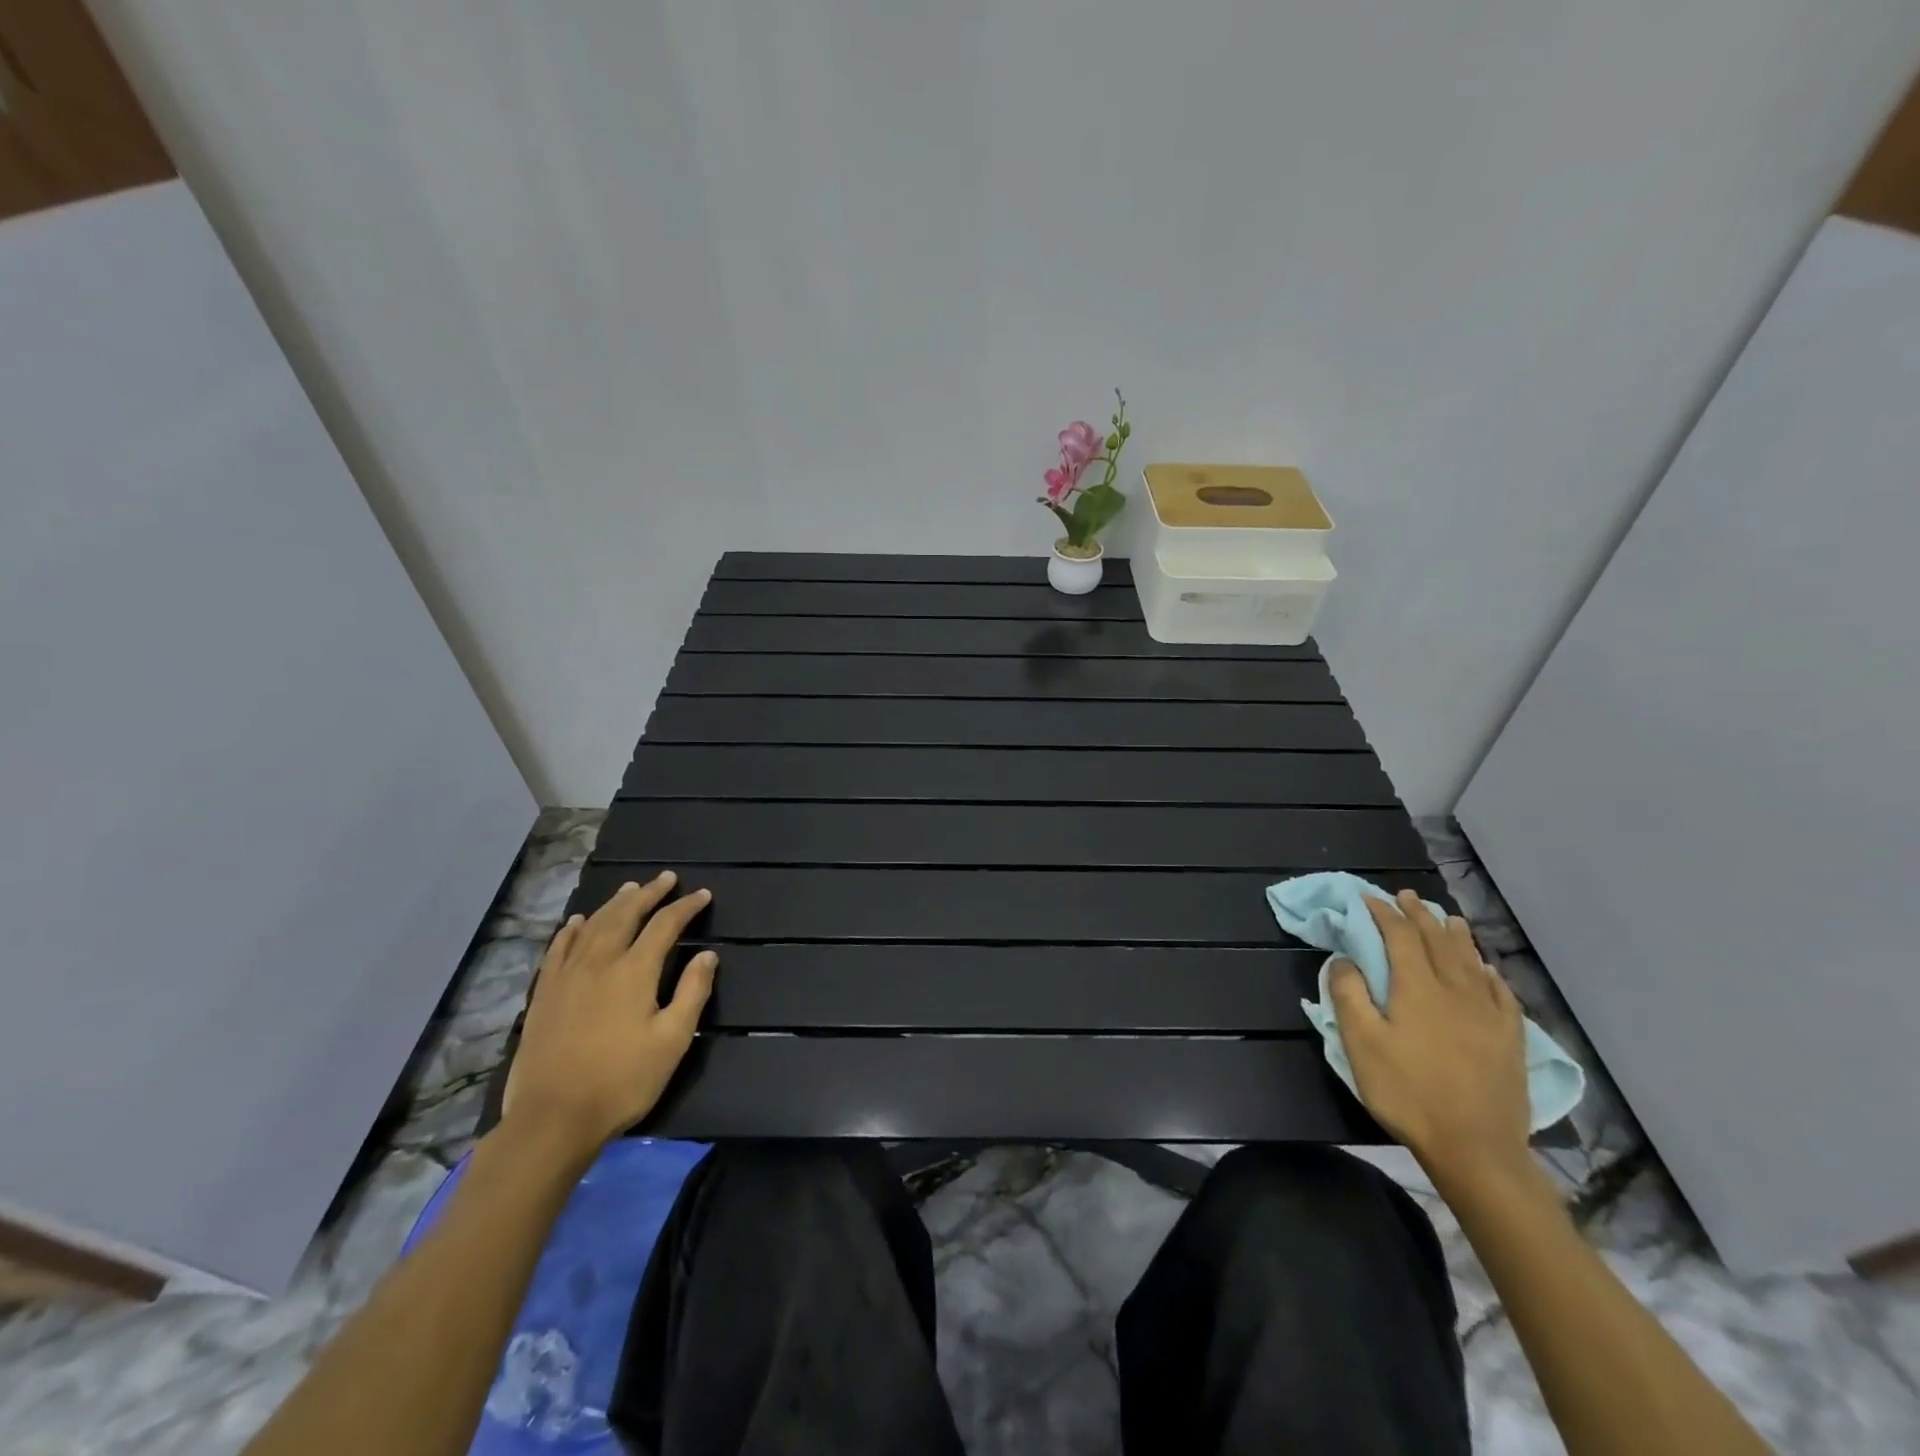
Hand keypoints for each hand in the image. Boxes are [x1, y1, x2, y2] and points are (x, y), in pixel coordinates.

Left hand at [502, 872, 716, 1160]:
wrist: (552, 1118)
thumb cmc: (622, 1080)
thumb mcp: (672, 1040)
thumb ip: (692, 992)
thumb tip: (708, 955)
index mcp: (634, 970)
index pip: (665, 925)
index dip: (685, 907)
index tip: (702, 895)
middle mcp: (600, 962)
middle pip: (626, 915)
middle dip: (649, 894)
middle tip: (666, 878)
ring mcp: (567, 976)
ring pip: (592, 926)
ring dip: (614, 904)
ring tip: (630, 889)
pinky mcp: (544, 994)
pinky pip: (558, 949)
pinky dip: (571, 930)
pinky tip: (577, 922)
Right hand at [1329, 890, 1529, 1182]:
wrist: (1476, 1148)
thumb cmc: (1408, 1092)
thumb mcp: (1361, 1044)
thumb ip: (1349, 995)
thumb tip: (1344, 958)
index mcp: (1417, 988)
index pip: (1400, 936)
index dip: (1384, 913)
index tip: (1369, 898)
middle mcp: (1455, 990)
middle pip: (1437, 941)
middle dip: (1419, 915)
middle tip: (1407, 896)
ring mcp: (1488, 1014)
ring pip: (1471, 961)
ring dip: (1456, 935)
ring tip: (1448, 918)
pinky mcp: (1510, 1039)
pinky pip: (1501, 993)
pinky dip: (1490, 973)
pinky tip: (1487, 969)